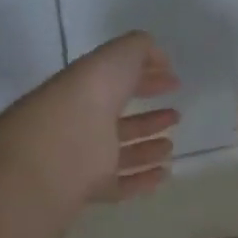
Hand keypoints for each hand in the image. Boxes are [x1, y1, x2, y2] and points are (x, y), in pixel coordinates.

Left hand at [0, 32, 180, 206]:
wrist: (61, 146)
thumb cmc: (91, 94)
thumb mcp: (118, 55)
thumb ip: (141, 49)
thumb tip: (160, 60)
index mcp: (86, 87)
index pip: (117, 81)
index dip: (146, 77)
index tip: (174, 81)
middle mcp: (82, 121)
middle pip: (118, 120)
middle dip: (148, 118)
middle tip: (176, 115)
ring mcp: (84, 157)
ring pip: (119, 153)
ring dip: (147, 149)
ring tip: (170, 146)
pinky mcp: (88, 188)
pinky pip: (119, 184)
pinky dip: (142, 180)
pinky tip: (164, 173)